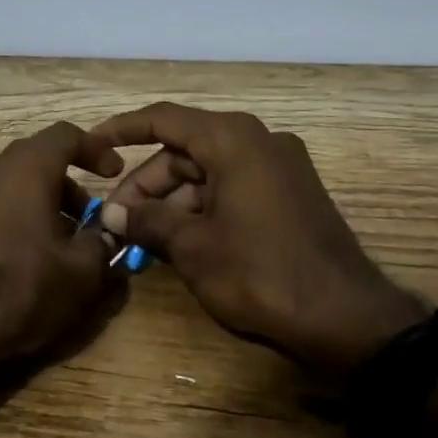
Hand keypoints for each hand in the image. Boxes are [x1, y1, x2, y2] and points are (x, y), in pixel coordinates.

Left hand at [0, 121, 125, 365]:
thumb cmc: (17, 289)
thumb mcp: (78, 274)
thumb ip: (101, 243)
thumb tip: (108, 232)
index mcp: (25, 168)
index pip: (66, 135)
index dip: (95, 149)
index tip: (113, 174)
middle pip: (34, 160)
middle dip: (66, 185)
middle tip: (86, 220)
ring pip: (7, 184)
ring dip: (36, 203)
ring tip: (53, 245)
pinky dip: (7, 217)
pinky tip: (14, 257)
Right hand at [90, 103, 428, 376]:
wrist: (346, 318)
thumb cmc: (260, 273)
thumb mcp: (192, 247)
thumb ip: (147, 220)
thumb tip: (112, 214)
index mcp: (233, 140)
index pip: (164, 119)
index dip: (122, 129)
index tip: (91, 145)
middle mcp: (258, 141)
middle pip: (184, 151)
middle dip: (145, 184)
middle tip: (115, 220)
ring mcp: (278, 168)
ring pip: (206, 173)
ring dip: (170, 202)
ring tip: (140, 239)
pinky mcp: (289, 195)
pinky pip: (231, 188)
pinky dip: (200, 209)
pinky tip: (176, 242)